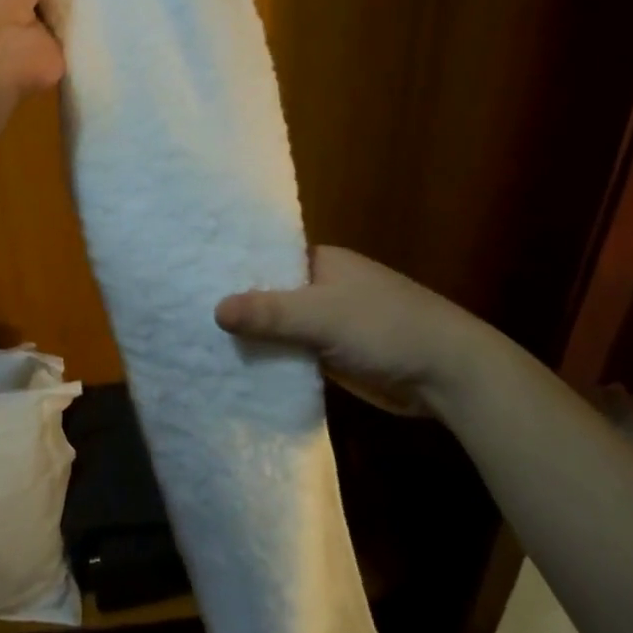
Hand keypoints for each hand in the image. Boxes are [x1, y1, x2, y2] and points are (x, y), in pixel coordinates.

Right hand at [215, 246, 483, 415]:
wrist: (448, 375)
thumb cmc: (386, 327)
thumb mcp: (323, 315)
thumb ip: (270, 311)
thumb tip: (215, 308)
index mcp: (321, 262)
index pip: (266, 258)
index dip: (233, 269)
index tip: (191, 279)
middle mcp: (322, 287)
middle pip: (270, 295)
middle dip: (238, 308)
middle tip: (184, 316)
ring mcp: (329, 323)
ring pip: (280, 328)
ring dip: (254, 338)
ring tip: (197, 343)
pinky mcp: (334, 356)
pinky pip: (293, 355)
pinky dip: (273, 361)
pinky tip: (237, 370)